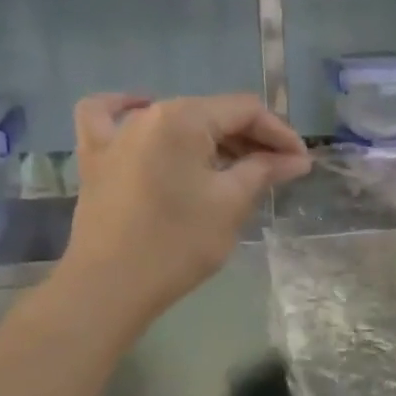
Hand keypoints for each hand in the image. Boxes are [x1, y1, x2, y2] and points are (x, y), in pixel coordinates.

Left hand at [55, 93, 309, 335]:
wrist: (111, 285)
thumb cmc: (179, 243)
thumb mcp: (232, 203)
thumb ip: (264, 171)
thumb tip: (296, 159)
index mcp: (184, 119)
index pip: (245, 111)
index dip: (280, 133)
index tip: (301, 162)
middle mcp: (147, 114)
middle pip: (211, 113)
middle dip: (250, 138)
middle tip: (278, 170)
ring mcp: (115, 134)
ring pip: (174, 118)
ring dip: (210, 137)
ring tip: (234, 164)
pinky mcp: (95, 158)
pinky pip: (108, 117)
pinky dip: (128, 110)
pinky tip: (143, 115)